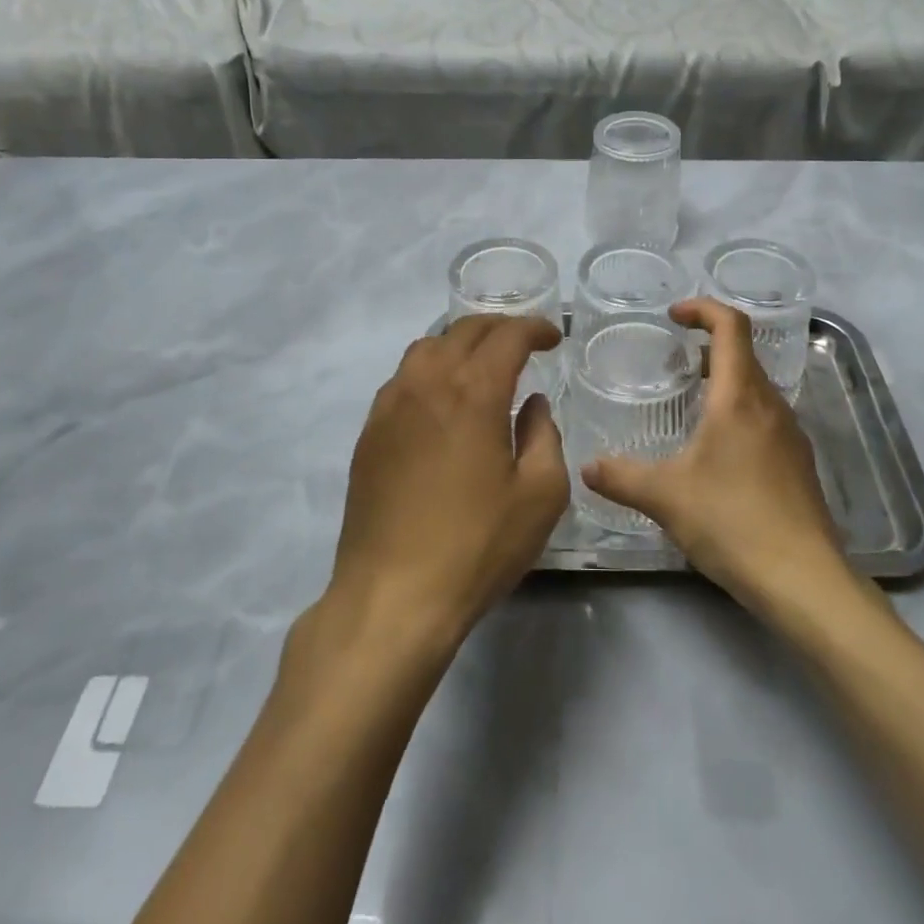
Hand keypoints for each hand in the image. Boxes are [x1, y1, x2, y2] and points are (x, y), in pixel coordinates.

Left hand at [325, 315, 568, 654]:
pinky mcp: (369, 432)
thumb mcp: (540, 495)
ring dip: (460, 344)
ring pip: (426, 348)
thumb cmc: (476, 546)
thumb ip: (544, 436)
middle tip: (523, 343)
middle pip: (463, 331)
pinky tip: (442, 400)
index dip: (535, 328)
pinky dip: (429, 370)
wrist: (392, 596)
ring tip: (481, 364)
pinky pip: (402, 378)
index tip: (554, 339)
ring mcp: (390, 405)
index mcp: (472, 392)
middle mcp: (427, 383)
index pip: (507, 336)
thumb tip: (532, 404)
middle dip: (499, 328)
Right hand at [582, 298, 868, 614]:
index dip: (703, 309)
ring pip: (756, 389)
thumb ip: (621, 477)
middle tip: (674, 361)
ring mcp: (791, 436)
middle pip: (744, 355)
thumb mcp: (665, 497)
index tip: (674, 315)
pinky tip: (717, 452)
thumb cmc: (733, 522)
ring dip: (725, 382)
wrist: (804, 581)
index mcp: (740, 398)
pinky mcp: (799, 465)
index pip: (731, 326)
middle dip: (708, 347)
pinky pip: (765, 419)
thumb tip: (586, 467)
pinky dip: (739, 414)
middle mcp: (771, 406)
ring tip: (690, 404)